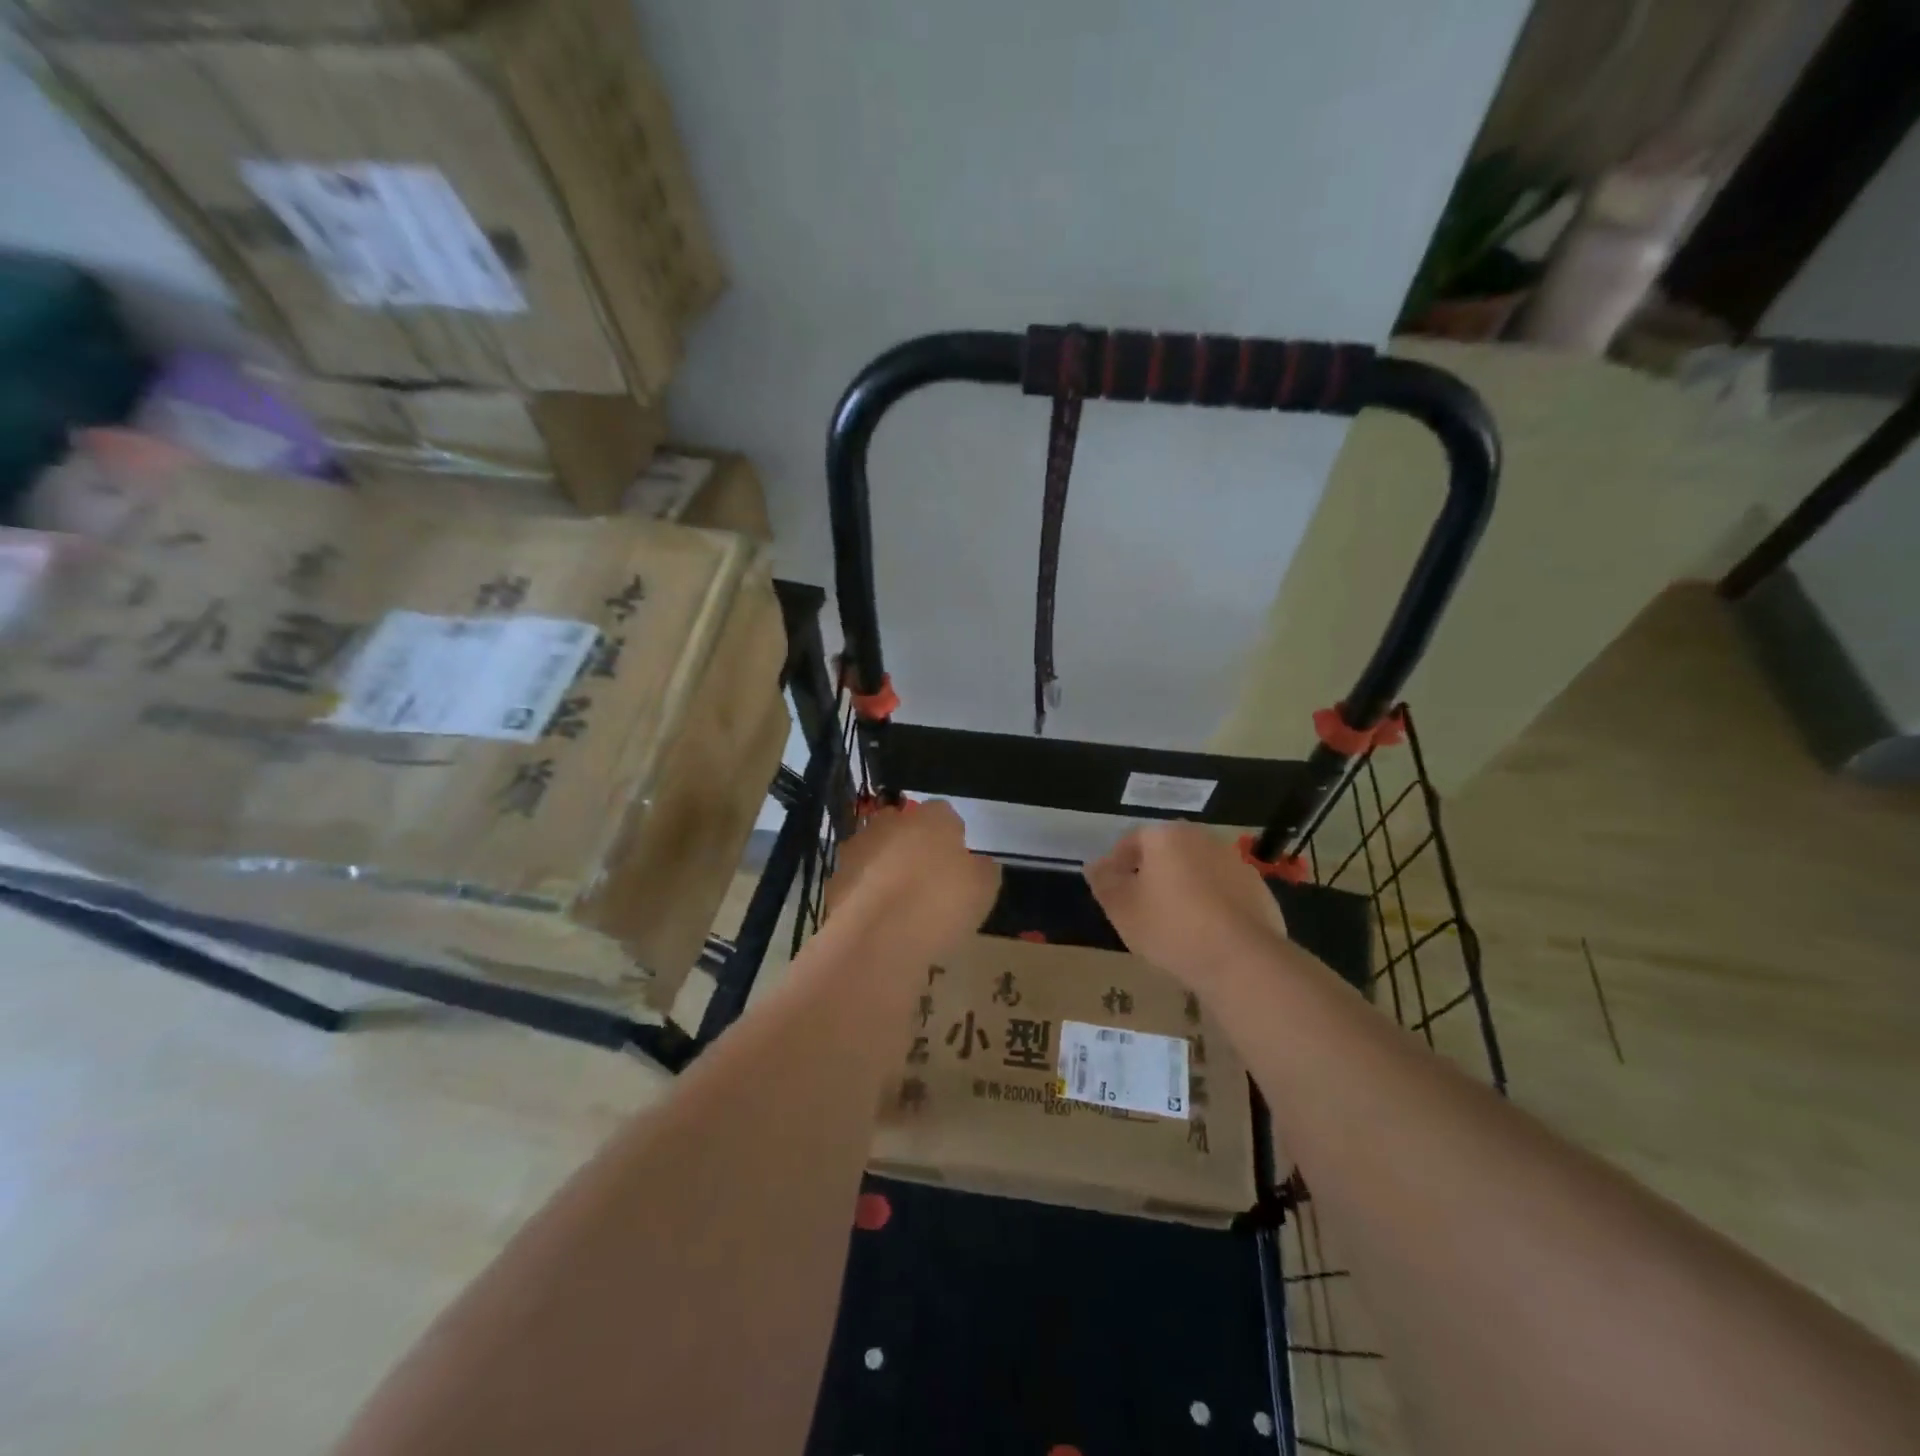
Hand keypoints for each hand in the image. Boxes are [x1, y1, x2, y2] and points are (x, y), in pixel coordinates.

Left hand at [826, 800, 1000, 953]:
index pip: (945, 814)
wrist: (880, 938)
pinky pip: (857, 883)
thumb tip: (975, 865)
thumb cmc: (942, 904)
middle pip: (904, 827)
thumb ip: (981, 869)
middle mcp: (890, 823)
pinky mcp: (835, 880)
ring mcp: (858, 849)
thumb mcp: (984, 889)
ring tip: (900, 906)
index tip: (958, 864)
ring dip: (885, 869)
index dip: (952, 837)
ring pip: (876, 852)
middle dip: (913, 847)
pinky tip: (878, 922)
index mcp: (932, 818)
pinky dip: (865, 896)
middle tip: (927, 881)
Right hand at [1084, 823, 1289, 988]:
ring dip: (1183, 886)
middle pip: (1167, 851)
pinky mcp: (1258, 888)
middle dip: (1152, 873)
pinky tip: (1206, 932)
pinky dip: (1211, 903)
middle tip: (1140, 905)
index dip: (1117, 864)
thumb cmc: (1171, 928)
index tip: (1112, 891)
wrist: (1242, 960)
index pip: (1132, 840)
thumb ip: (1104, 882)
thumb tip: (1093, 865)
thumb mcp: (1122, 909)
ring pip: (1197, 869)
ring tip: (1174, 922)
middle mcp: (1202, 838)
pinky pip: (1223, 890)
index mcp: (1166, 836)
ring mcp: (1234, 861)